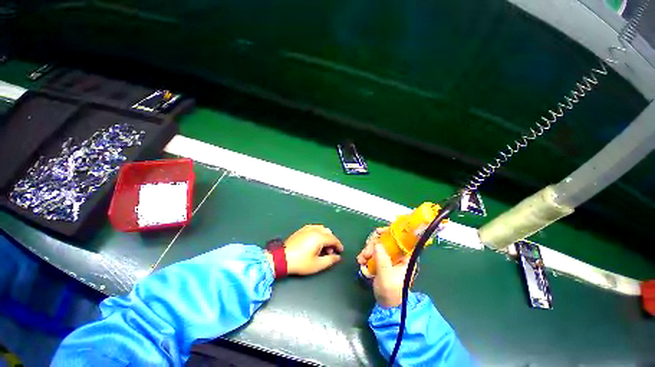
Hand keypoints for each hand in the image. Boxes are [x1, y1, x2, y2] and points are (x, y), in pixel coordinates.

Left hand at [274, 225, 343, 275]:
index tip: (340, 251)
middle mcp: (314, 230)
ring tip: (322, 247)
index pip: (333, 239)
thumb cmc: (300, 262)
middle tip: (329, 252)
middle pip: (328, 232)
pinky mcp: (302, 230)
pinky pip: (314, 228)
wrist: (282, 258)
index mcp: (319, 237)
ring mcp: (307, 228)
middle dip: (331, 241)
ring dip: (325, 236)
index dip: (338, 245)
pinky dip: (318, 233)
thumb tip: (337, 257)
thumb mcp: (317, 264)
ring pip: (321, 229)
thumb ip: (330, 260)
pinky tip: (315, 241)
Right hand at [357, 227, 413, 307]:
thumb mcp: (386, 276)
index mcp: (405, 257)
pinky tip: (362, 263)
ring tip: (361, 260)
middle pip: (384, 240)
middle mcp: (397, 254)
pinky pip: (373, 252)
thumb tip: (377, 243)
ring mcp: (389, 257)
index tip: (378, 232)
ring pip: (377, 246)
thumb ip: (382, 259)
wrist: (387, 305)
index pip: (400, 238)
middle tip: (365, 253)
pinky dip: (366, 255)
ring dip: (367, 251)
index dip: (390, 231)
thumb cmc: (391, 292)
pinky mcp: (381, 261)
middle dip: (372, 245)